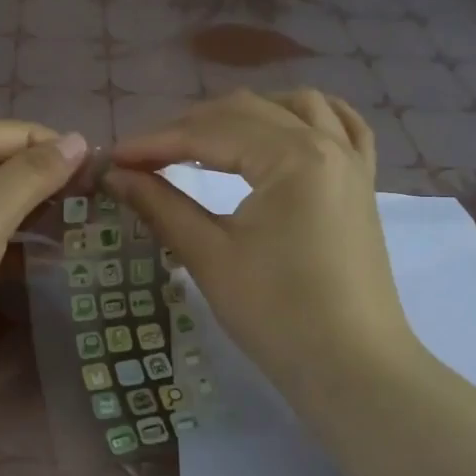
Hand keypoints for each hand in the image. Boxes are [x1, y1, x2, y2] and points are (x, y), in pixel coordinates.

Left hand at [0, 122, 85, 400]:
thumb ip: (34, 175)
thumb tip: (77, 139)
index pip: (16, 134)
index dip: (60, 150)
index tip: (104, 178)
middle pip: (6, 168)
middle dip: (51, 186)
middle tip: (99, 211)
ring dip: (37, 218)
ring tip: (84, 234)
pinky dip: (15, 247)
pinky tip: (48, 261)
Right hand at [105, 89, 414, 412]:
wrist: (352, 369)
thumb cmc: (278, 315)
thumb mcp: (210, 257)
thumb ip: (161, 205)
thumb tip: (116, 175)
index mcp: (293, 157)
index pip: (210, 133)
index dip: (155, 143)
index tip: (113, 157)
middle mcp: (327, 143)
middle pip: (247, 112)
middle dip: (189, 127)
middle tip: (144, 157)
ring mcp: (352, 161)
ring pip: (296, 106)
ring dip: (244, 113)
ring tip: (204, 138)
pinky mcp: (362, 184)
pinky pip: (343, 127)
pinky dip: (306, 117)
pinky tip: (284, 124)